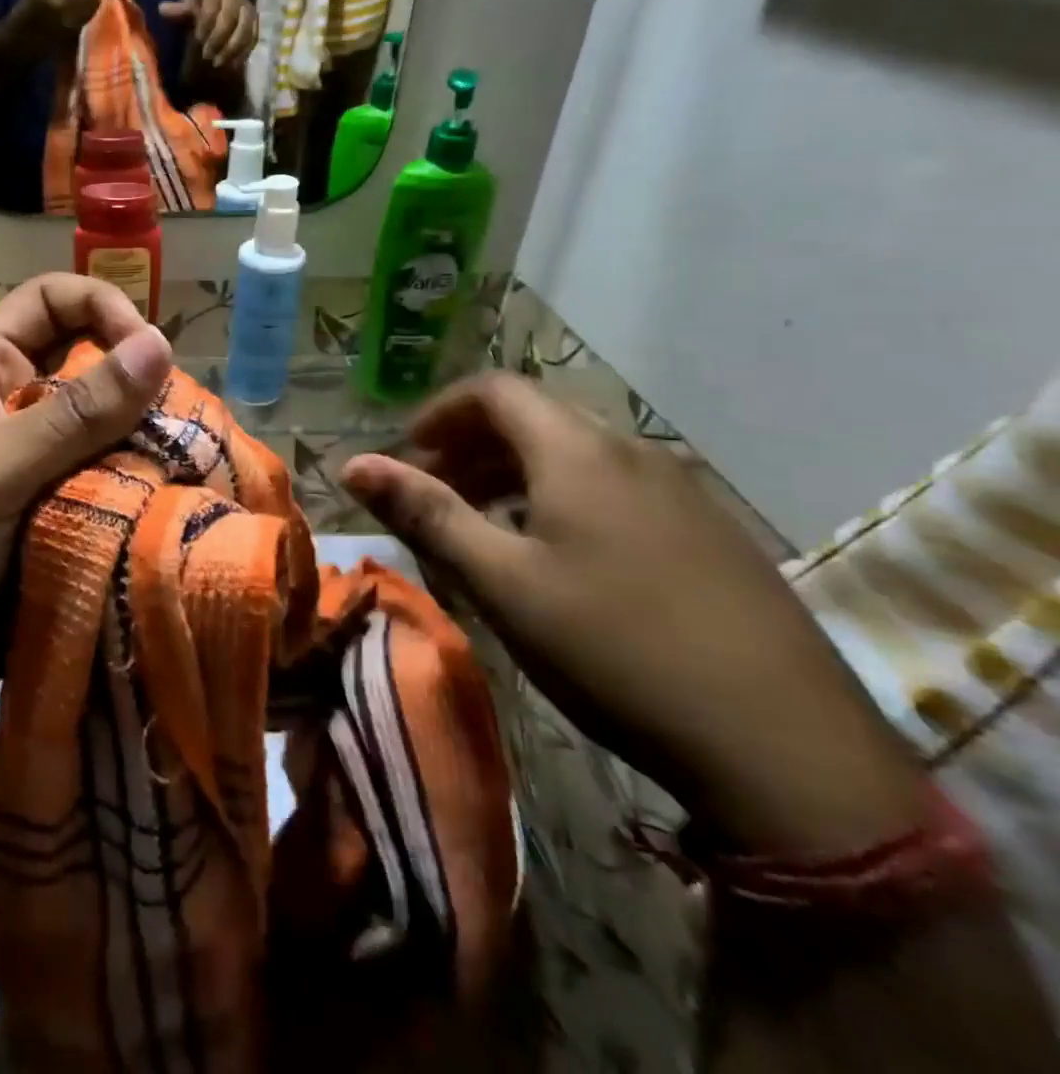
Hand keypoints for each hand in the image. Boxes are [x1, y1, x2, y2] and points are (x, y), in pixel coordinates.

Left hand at [0, 274, 170, 707]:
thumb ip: (75, 413)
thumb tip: (159, 343)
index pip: (49, 302)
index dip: (100, 306)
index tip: (147, 349)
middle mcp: (18, 405)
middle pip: (91, 362)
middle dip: (136, 382)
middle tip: (177, 420)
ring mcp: (44, 461)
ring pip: (113, 425)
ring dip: (148, 439)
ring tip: (187, 463)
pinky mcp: (67, 510)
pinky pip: (118, 480)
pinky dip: (146, 486)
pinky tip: (176, 499)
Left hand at [159, 0, 257, 70]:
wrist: (219, 5)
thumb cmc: (199, 6)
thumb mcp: (187, 7)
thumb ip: (178, 10)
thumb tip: (162, 9)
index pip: (212, 6)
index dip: (205, 25)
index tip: (197, 39)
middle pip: (230, 18)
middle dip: (218, 39)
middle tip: (206, 56)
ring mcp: (247, 7)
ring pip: (244, 28)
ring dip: (232, 48)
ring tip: (218, 64)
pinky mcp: (255, 22)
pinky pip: (253, 36)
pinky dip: (243, 51)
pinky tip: (232, 65)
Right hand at [342, 373, 926, 857]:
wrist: (788, 750)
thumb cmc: (614, 648)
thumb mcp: (500, 581)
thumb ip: (425, 513)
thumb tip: (352, 464)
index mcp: (579, 451)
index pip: (496, 390)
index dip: (441, 410)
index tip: (407, 451)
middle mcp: (633, 452)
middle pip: (537, 418)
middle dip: (472, 444)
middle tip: (435, 490)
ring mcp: (682, 492)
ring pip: (578, 454)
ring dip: (516, 471)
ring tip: (485, 522)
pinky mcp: (712, 534)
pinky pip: (617, 487)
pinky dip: (564, 496)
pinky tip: (558, 555)